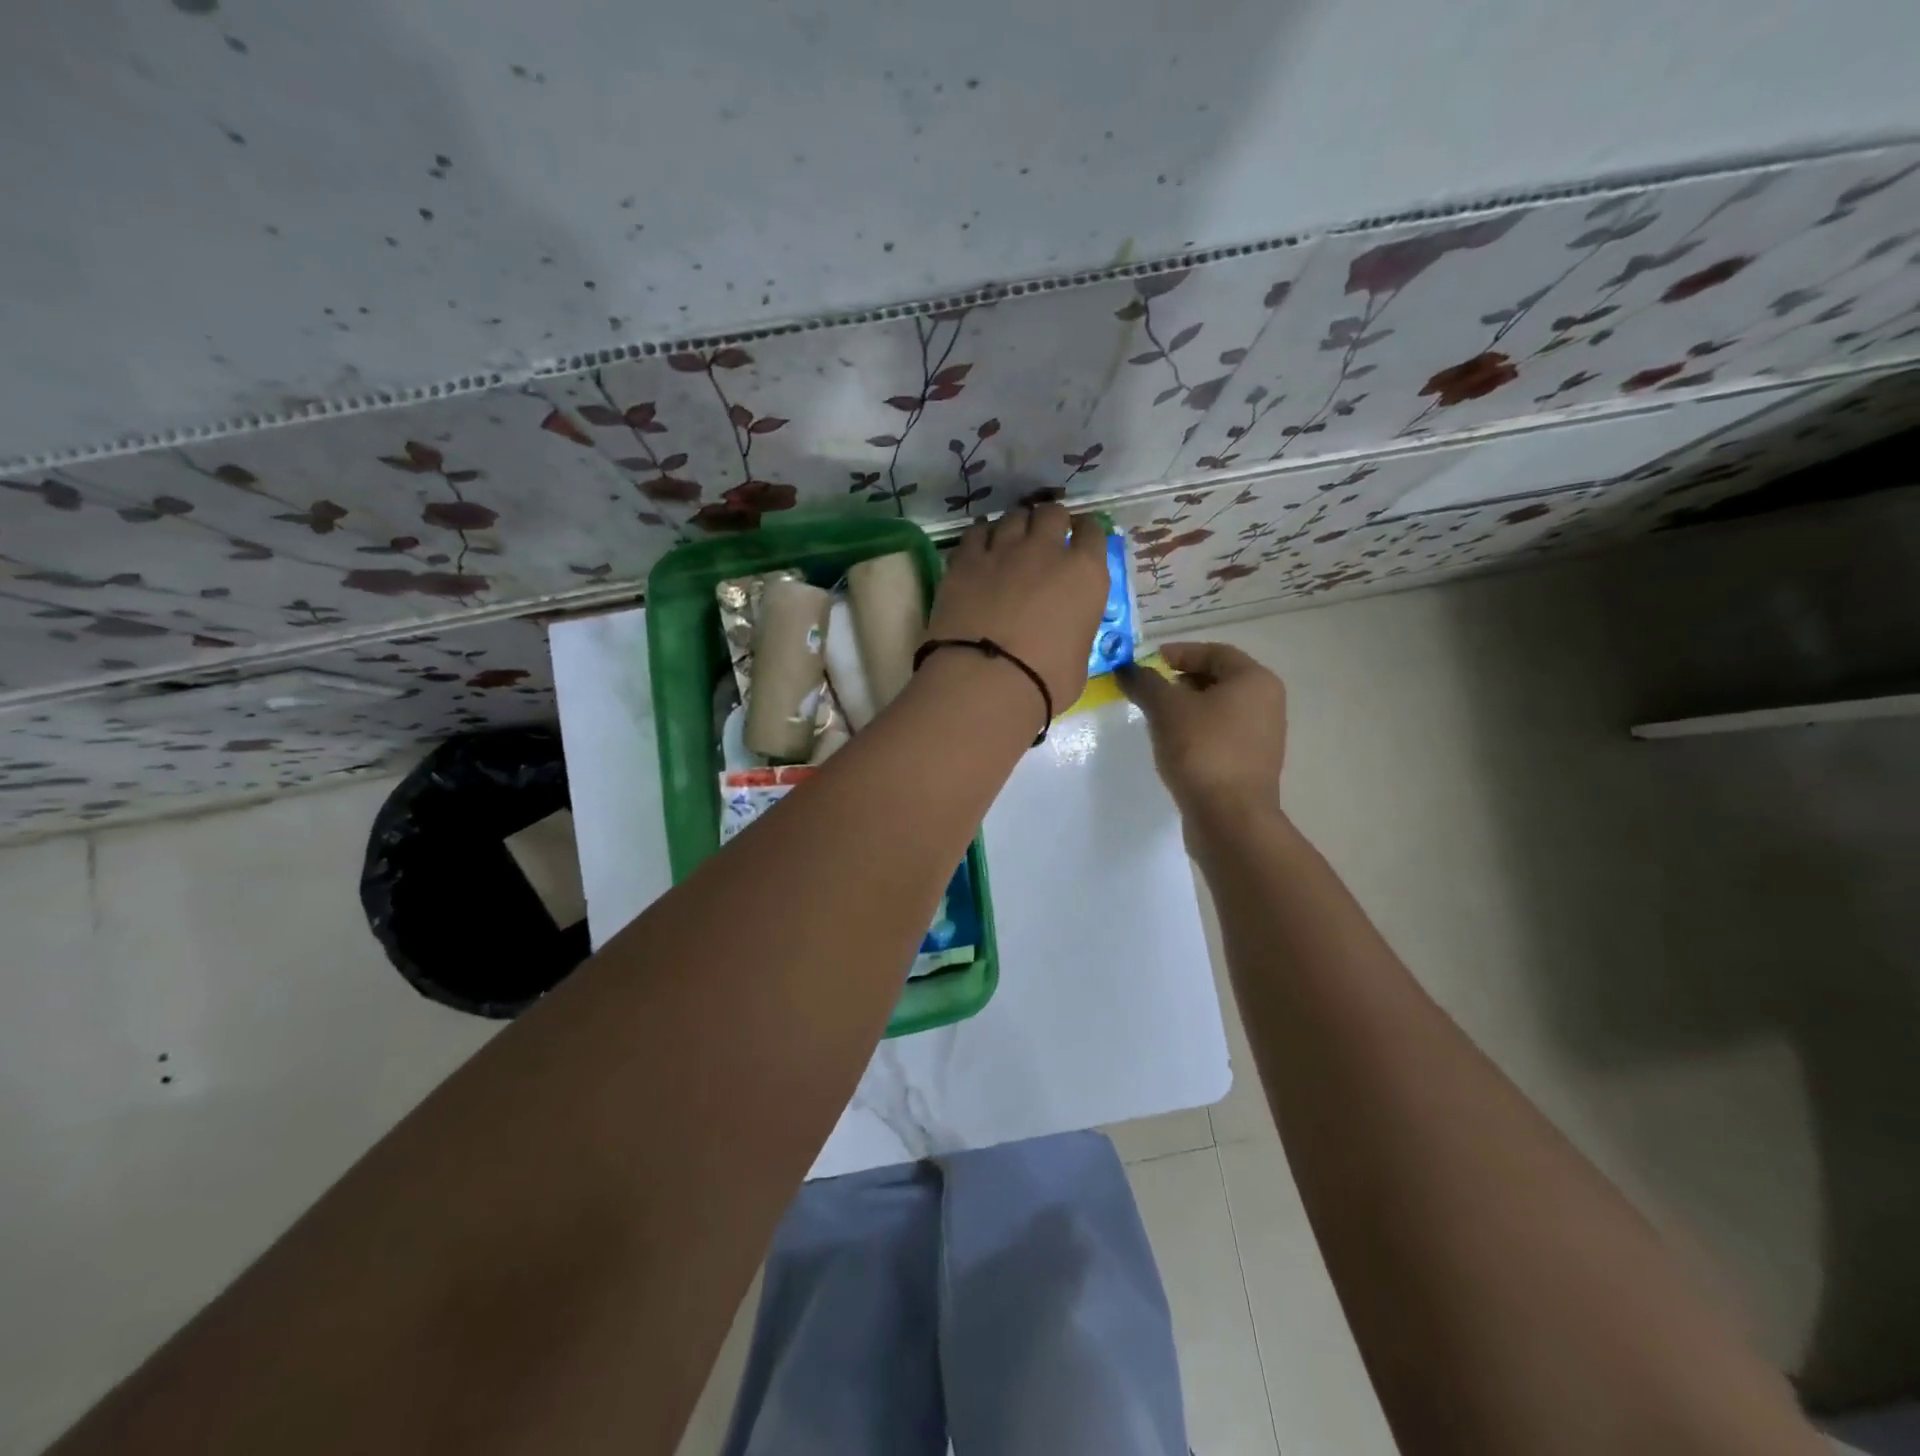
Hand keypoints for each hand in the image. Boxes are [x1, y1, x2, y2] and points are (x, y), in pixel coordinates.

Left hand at [926, 504, 1111, 711]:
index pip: (1093, 532)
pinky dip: (981, 535)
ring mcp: (1003, 550)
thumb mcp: (1079, 658)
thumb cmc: (1045, 681)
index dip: (1085, 533)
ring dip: (1016, 525)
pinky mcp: (966, 560)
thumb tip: (1066, 630)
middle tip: (1044, 539)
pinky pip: (976, 532)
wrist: (986, 680)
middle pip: (1052, 513)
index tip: (1078, 540)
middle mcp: (1047, 551)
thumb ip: (1076, 629)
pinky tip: (980, 545)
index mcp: (1085, 574)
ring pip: (1013, 516)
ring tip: (1011, 541)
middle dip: (1050, 522)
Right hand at [1117, 642, 1286, 819]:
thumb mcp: (1166, 709)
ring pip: (1218, 708)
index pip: (1214, 652)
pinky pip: (1221, 734)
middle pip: (1218, 679)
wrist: (1229, 817)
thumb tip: (1127, 668)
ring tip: (1155, 718)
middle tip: (1148, 690)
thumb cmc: (1202, 750)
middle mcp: (1267, 702)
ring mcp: (1262, 735)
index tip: (1147, 663)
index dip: (1178, 652)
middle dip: (1180, 680)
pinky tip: (1173, 744)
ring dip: (1186, 707)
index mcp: (1255, 680)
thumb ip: (1146, 683)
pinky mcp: (1252, 763)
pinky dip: (1196, 731)